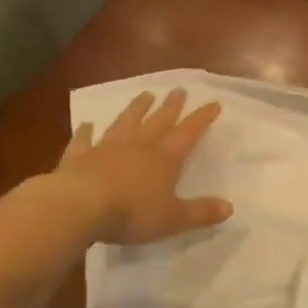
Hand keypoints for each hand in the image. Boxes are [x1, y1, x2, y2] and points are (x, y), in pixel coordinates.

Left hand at [59, 88, 232, 245]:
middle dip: (171, 106)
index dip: (202, 118)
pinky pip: (84, 140)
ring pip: (125, 122)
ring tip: (145, 95)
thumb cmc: (132, 212)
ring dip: (136, 108)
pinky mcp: (78, 157)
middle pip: (158, 120)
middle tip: (179, 89)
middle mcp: (138, 145)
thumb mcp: (173, 218)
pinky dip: (86, 131)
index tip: (214, 103)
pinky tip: (87, 124)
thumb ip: (200, 213)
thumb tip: (229, 207)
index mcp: (165, 158)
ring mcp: (106, 148)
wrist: (78, 206)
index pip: (189, 132)